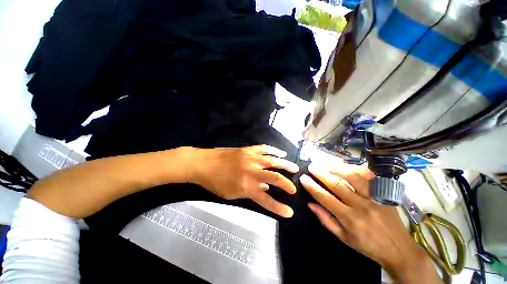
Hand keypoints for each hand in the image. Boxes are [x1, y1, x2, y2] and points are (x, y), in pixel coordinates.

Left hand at [190, 145, 298, 217]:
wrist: (204, 164)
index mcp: (246, 186)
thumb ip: (250, 191)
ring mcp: (251, 158)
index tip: (289, 212)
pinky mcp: (248, 150)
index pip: (266, 199)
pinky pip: (264, 148)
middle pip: (274, 178)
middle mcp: (252, 172)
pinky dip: (274, 150)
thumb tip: (265, 187)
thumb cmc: (215, 182)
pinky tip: (281, 153)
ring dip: (286, 165)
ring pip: (273, 161)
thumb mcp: (232, 194)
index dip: (279, 207)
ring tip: (295, 168)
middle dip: (287, 184)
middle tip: (295, 188)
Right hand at [300, 164, 441, 283]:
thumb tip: (310, 204)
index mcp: (349, 219)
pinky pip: (369, 176)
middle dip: (321, 173)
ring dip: (336, 168)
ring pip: (353, 177)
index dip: (312, 187)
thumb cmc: (367, 245)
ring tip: (325, 163)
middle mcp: (361, 206)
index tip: (303, 178)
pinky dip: (356, 168)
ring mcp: (374, 198)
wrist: (398, 249)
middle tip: (311, 167)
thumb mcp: (343, 237)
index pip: (325, 198)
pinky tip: (346, 166)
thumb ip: (325, 219)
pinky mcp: (384, 193)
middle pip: (337, 184)